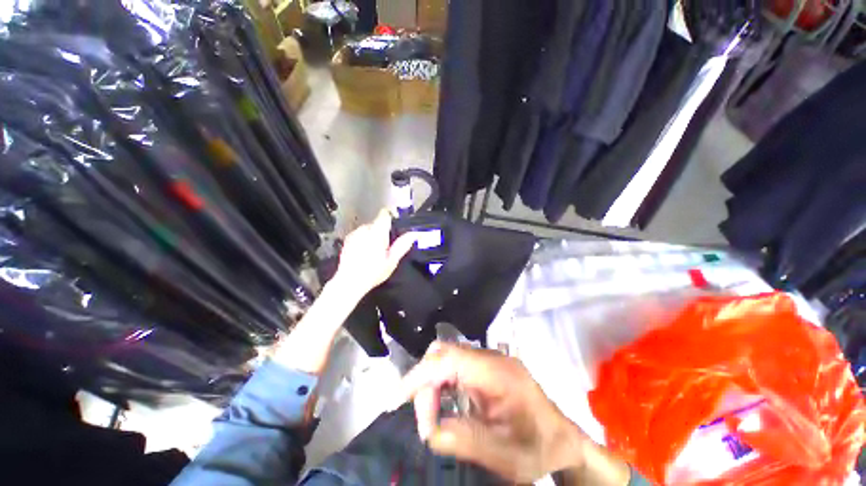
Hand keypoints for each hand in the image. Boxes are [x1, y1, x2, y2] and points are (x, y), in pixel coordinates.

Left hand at [332, 209, 416, 299]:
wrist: (349, 282)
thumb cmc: (373, 272)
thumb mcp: (392, 260)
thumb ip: (403, 244)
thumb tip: (414, 233)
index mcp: (377, 232)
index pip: (385, 214)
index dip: (391, 219)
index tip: (394, 230)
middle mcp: (364, 229)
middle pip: (377, 223)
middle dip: (382, 232)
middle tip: (386, 248)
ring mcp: (354, 234)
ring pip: (368, 229)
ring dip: (372, 236)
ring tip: (374, 253)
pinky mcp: (347, 240)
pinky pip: (360, 235)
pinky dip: (363, 240)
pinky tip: (364, 254)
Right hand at [397, 343, 587, 483]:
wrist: (563, 441)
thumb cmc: (538, 448)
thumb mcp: (504, 455)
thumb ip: (464, 440)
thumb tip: (430, 430)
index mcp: (498, 373)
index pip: (450, 359)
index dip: (421, 374)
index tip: (398, 398)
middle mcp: (491, 358)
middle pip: (445, 352)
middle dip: (425, 379)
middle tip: (424, 418)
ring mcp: (489, 360)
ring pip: (448, 356)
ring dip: (432, 381)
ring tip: (431, 414)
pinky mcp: (487, 367)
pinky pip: (456, 365)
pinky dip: (442, 382)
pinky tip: (443, 403)